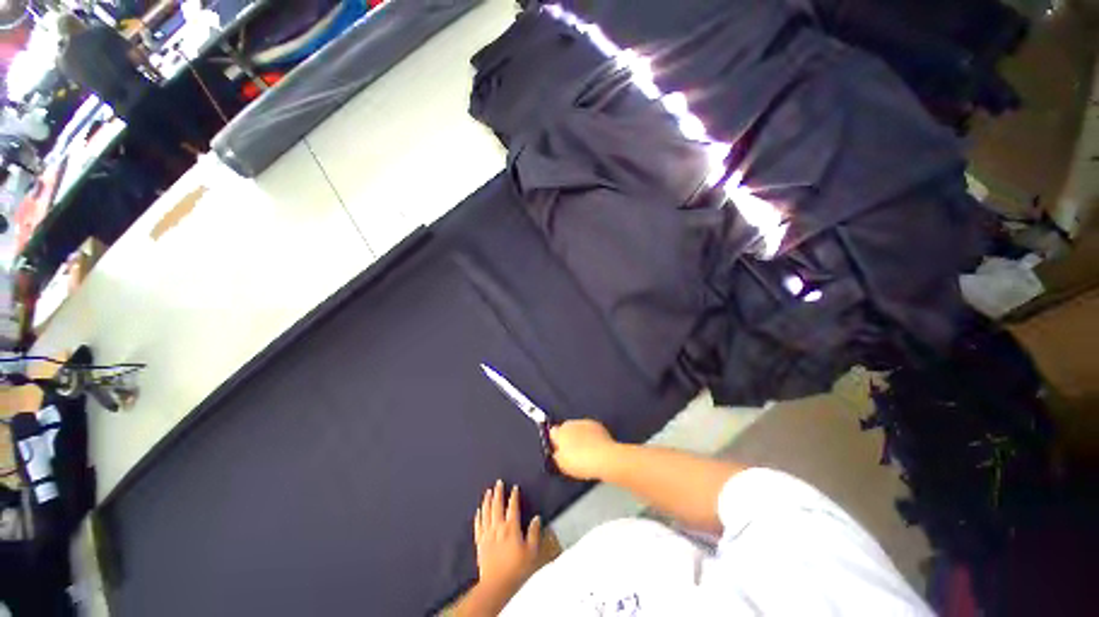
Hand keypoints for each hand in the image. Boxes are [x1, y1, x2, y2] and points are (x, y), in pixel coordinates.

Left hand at [473, 480, 542, 591]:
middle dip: (498, 493)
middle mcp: (498, 527)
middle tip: (498, 482)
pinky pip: (478, 526)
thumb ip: (534, 533)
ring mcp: (487, 535)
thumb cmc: (517, 569)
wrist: (496, 585)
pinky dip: (478, 516)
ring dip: (487, 501)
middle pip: (497, 506)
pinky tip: (478, 510)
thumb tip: (537, 518)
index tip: (514, 487)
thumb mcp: (532, 551)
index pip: (513, 507)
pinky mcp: (480, 543)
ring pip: (486, 513)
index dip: (513, 496)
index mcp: (511, 527)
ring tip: (487, 492)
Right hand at [549, 419, 618, 480]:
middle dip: (568, 437)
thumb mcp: (562, 464)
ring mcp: (585, 422)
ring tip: (585, 450)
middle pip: (566, 429)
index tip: (560, 451)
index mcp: (560, 432)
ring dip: (580, 436)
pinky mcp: (598, 424)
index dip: (555, 441)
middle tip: (573, 452)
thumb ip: (557, 455)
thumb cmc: (580, 462)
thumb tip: (557, 452)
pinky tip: (595, 447)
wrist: (604, 458)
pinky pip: (590, 429)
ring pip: (578, 428)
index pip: (552, 433)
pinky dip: (591, 435)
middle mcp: (571, 423)